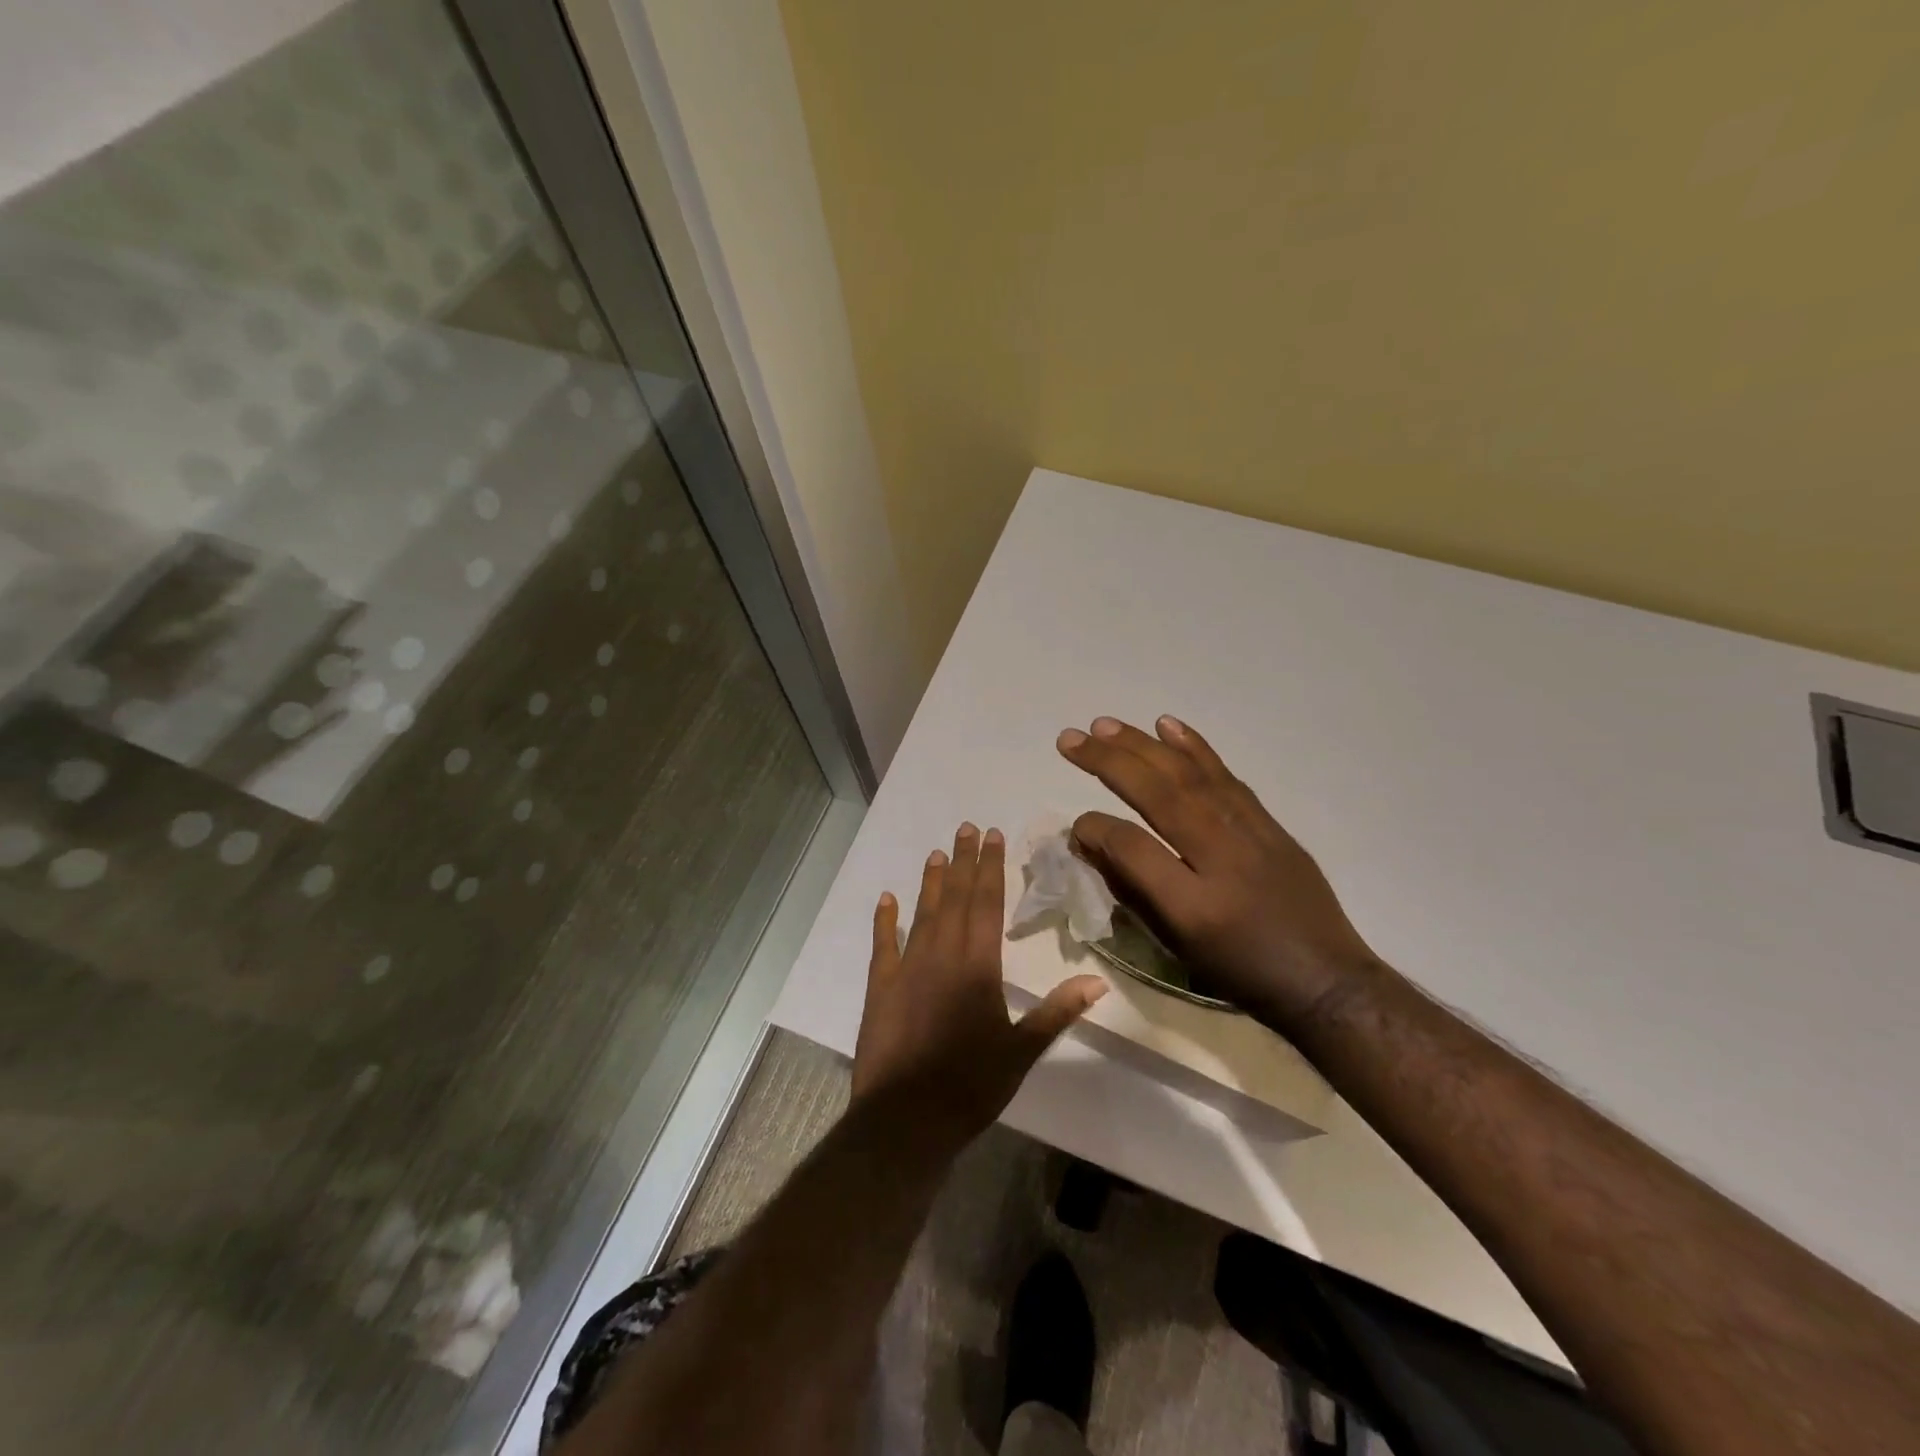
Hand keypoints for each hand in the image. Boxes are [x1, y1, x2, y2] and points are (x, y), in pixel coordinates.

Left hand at [852, 823, 1107, 1141]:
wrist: (905, 1118)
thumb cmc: (971, 1084)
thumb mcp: (1022, 1051)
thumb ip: (1058, 1011)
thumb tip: (1099, 981)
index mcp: (978, 965)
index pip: (988, 903)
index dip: (991, 867)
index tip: (992, 836)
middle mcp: (942, 954)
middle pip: (955, 898)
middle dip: (964, 861)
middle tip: (966, 827)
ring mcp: (907, 967)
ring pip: (922, 913)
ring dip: (931, 882)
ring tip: (937, 852)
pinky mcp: (881, 986)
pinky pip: (883, 944)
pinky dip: (885, 920)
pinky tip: (886, 899)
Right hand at [1057, 716, 1378, 1034]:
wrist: (1325, 980)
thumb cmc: (1240, 972)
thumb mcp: (1176, 946)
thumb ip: (1130, 888)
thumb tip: (1089, 841)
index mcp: (1193, 904)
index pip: (1132, 846)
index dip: (1095, 828)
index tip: (1075, 826)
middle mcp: (1221, 857)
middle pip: (1158, 794)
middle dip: (1109, 762)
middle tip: (1069, 739)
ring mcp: (1250, 833)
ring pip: (1188, 775)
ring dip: (1142, 745)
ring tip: (1104, 724)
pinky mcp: (1268, 822)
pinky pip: (1225, 776)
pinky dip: (1195, 747)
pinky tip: (1167, 725)